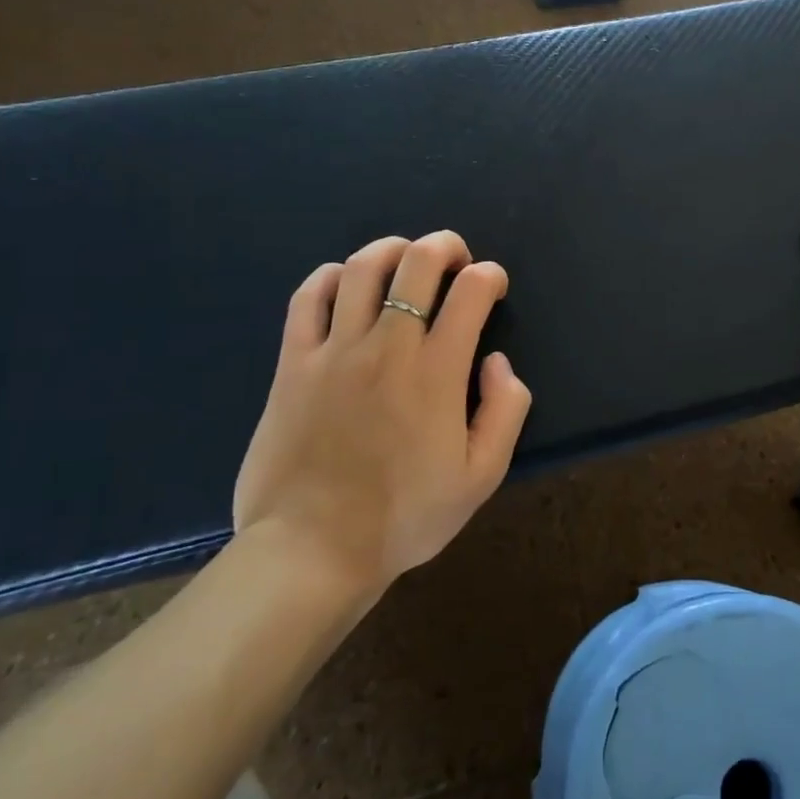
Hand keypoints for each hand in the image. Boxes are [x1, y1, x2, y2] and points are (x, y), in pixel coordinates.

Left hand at [233, 231, 532, 601]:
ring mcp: (335, 351)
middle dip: (446, 246)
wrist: (312, 552)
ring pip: (363, 267)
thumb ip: (506, 410)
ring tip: (405, 260)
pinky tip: (346, 283)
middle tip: (456, 259)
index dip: (490, 276)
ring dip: (393, 249)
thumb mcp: (482, 476)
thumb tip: (497, 359)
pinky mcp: (293, 363)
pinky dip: (332, 276)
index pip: (471, 291)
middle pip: (418, 263)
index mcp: (437, 371)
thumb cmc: (404, 517)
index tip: (493, 287)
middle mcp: (388, 346)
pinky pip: (309, 298)